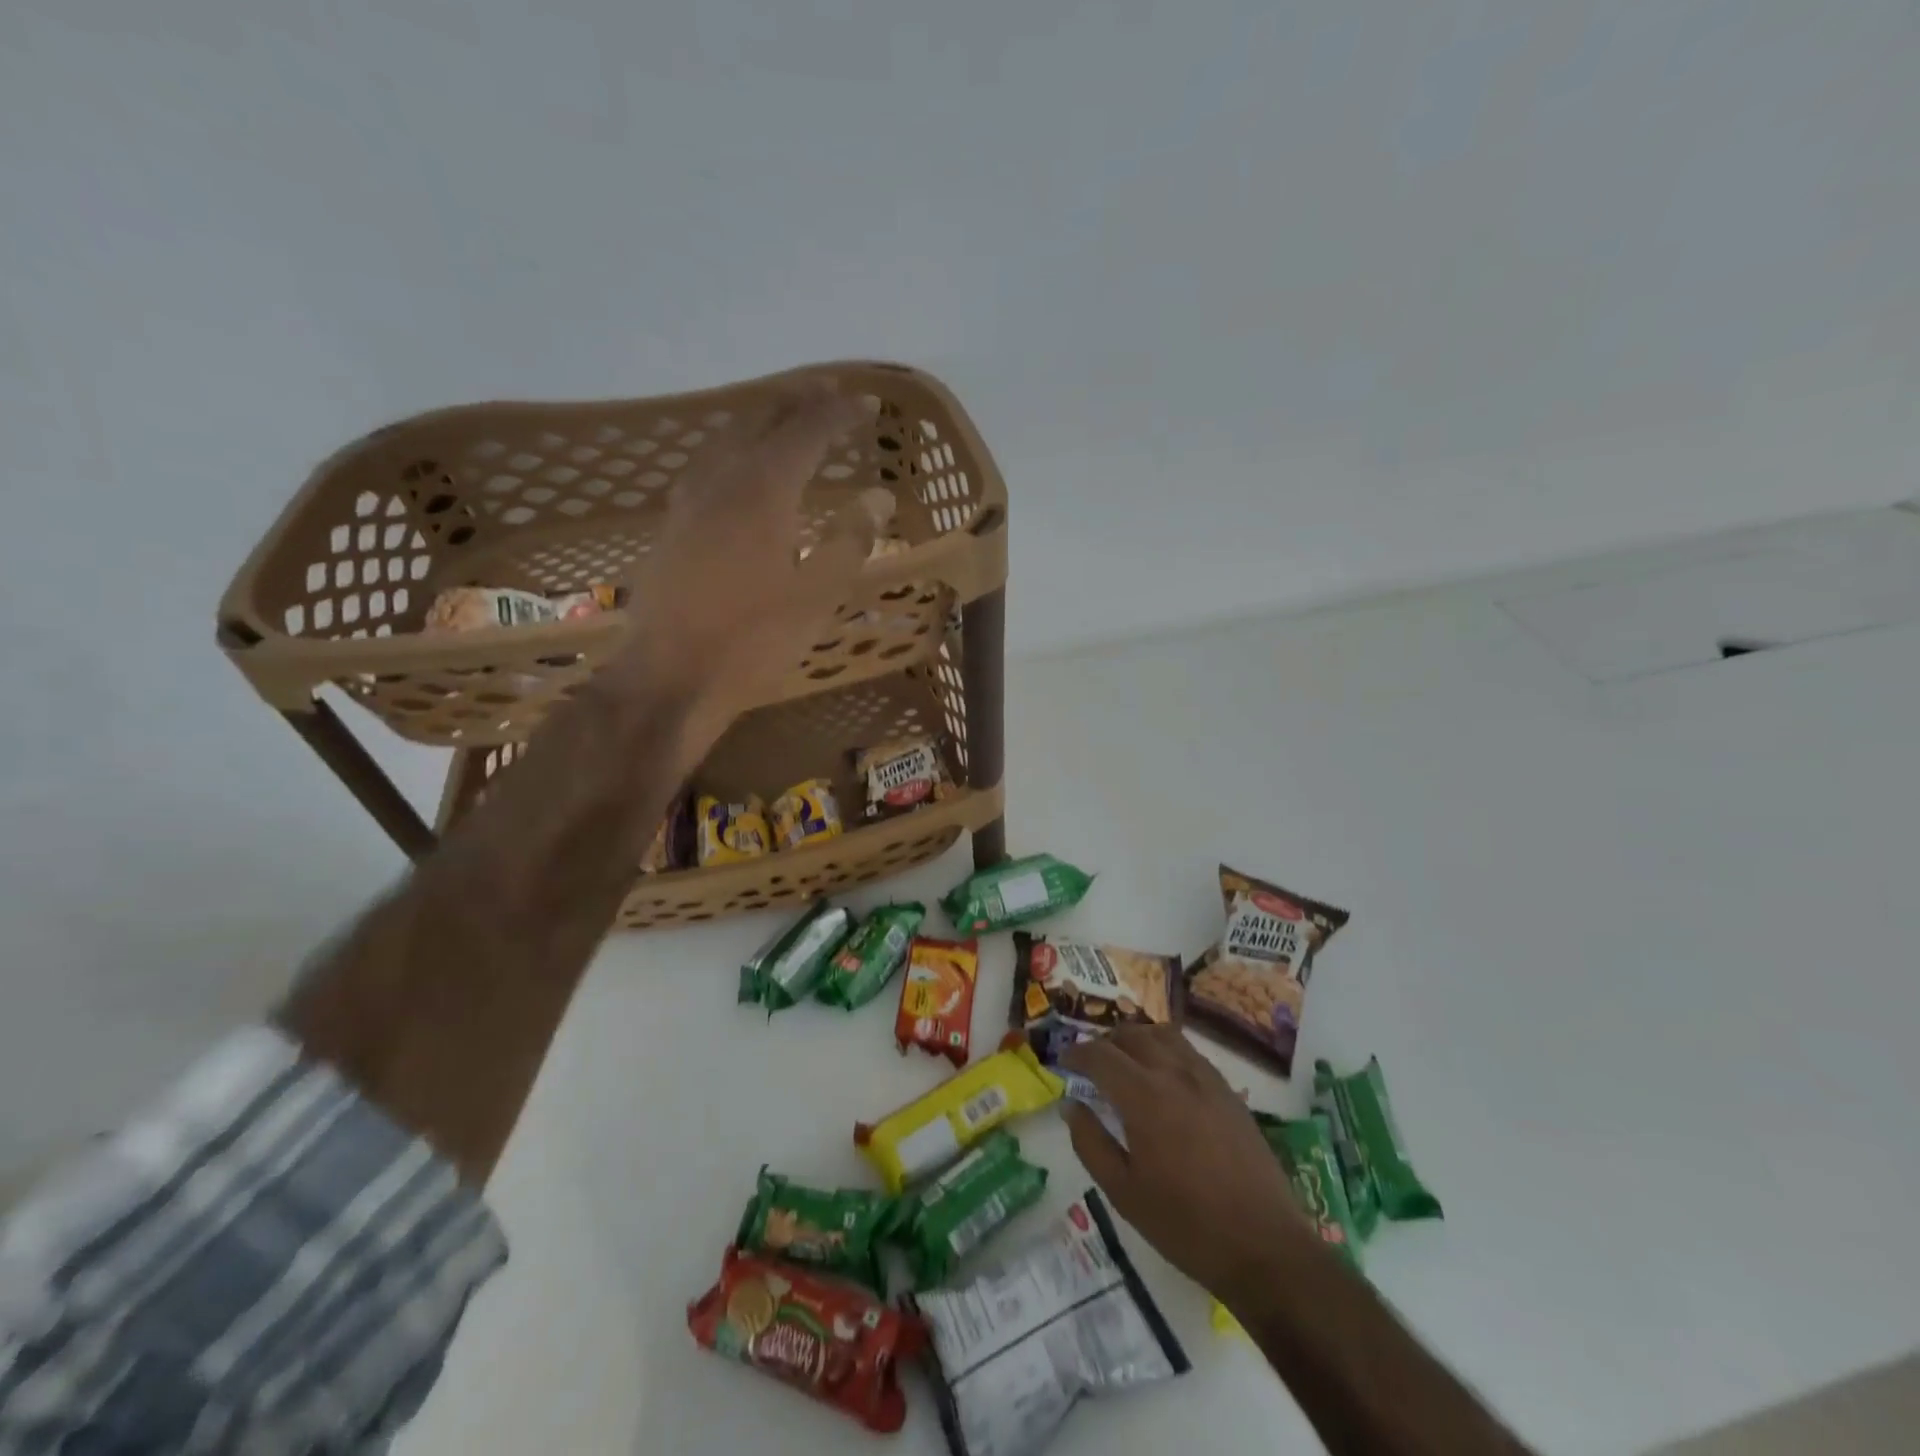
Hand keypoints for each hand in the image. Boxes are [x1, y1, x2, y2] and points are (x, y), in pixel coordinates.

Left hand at [613, 385, 882, 741]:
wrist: (671, 675)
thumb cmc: (754, 639)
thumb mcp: (818, 596)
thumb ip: (849, 541)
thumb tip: (878, 497)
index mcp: (764, 489)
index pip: (807, 431)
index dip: (839, 413)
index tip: (867, 403)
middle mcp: (723, 479)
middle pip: (761, 420)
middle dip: (797, 401)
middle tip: (828, 392)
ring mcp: (689, 500)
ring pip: (727, 438)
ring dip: (761, 420)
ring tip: (786, 418)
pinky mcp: (672, 525)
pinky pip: (707, 464)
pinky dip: (734, 449)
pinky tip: (737, 468)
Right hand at [1062, 1025, 1312, 1297]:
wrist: (1264, 1246)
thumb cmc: (1185, 1225)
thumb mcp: (1123, 1192)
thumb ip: (1090, 1142)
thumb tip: (1070, 1105)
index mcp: (1144, 1096)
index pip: (1100, 1055)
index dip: (1077, 1053)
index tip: (1064, 1062)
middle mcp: (1174, 1073)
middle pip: (1131, 1035)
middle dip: (1104, 1043)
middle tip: (1091, 1064)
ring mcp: (1206, 1079)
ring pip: (1163, 1035)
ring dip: (1137, 1039)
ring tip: (1125, 1061)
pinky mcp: (1229, 1091)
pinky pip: (1189, 1052)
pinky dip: (1166, 1050)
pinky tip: (1164, 1077)